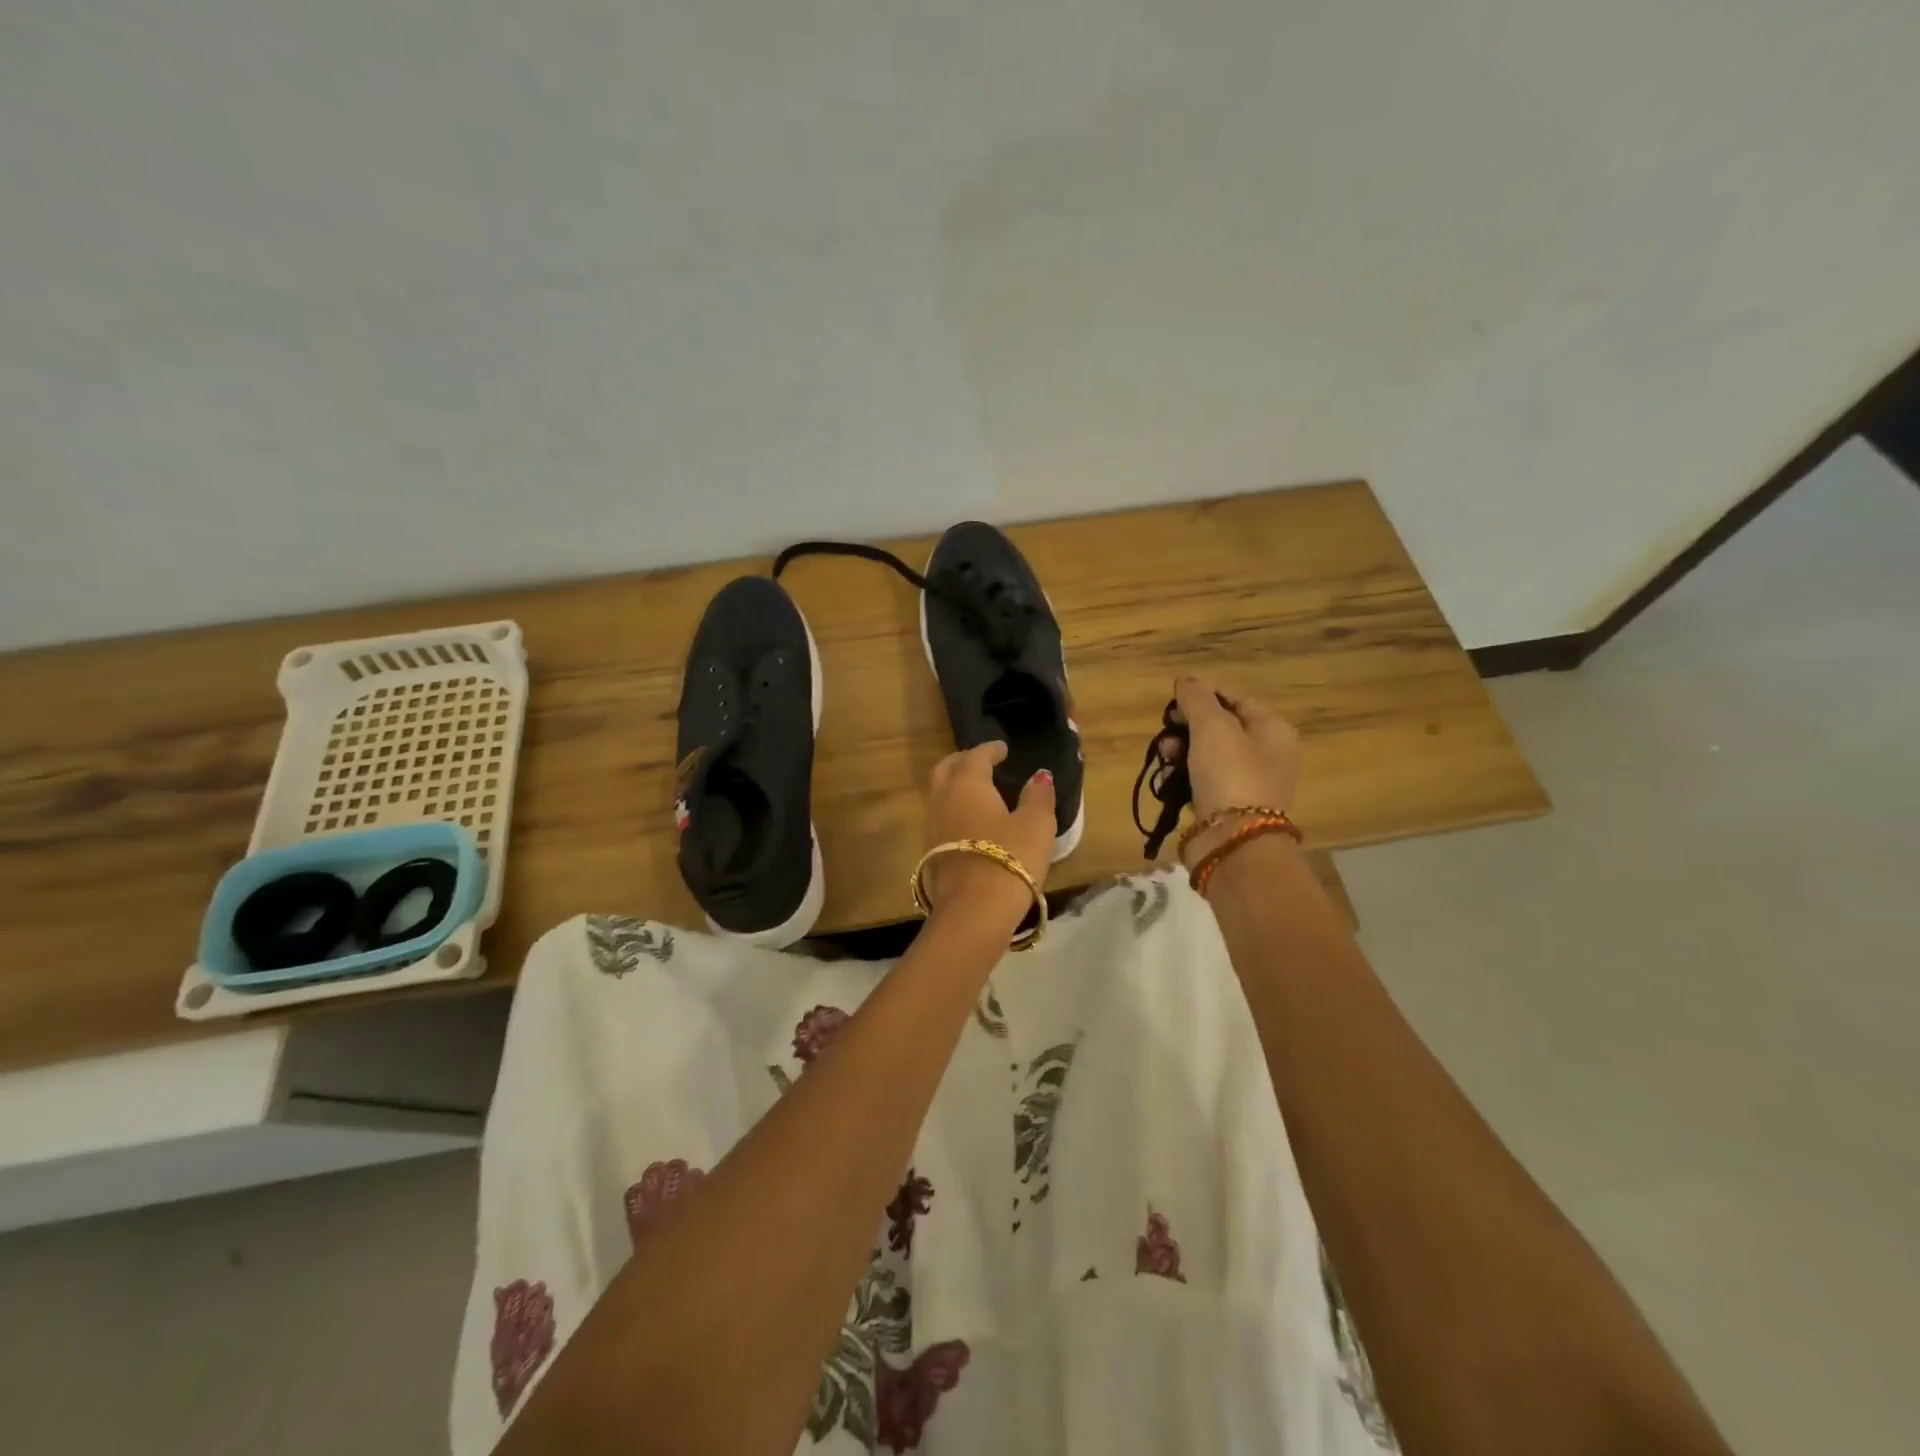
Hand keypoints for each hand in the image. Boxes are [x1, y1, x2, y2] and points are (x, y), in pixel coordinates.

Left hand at [922, 742, 1054, 929]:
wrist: (974, 910)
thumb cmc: (1010, 858)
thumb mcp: (1036, 824)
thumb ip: (1038, 796)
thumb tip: (1040, 775)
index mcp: (967, 784)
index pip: (976, 756)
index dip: (990, 750)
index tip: (1002, 749)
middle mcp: (942, 798)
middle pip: (946, 769)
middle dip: (963, 761)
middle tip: (982, 762)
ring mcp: (931, 826)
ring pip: (939, 794)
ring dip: (955, 786)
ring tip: (977, 791)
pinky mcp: (930, 852)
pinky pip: (940, 817)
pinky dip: (953, 809)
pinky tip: (970, 821)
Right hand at [1163, 677, 1301, 865]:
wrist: (1234, 841)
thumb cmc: (1229, 774)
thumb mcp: (1212, 727)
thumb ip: (1197, 699)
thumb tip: (1187, 680)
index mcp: (1272, 729)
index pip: (1235, 698)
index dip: (1204, 695)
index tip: (1174, 701)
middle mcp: (1265, 753)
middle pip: (1219, 727)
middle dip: (1187, 727)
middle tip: (1166, 733)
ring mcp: (1247, 782)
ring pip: (1206, 755)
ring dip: (1180, 752)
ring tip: (1164, 758)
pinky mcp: (1227, 806)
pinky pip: (1201, 781)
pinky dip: (1182, 778)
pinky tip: (1168, 781)